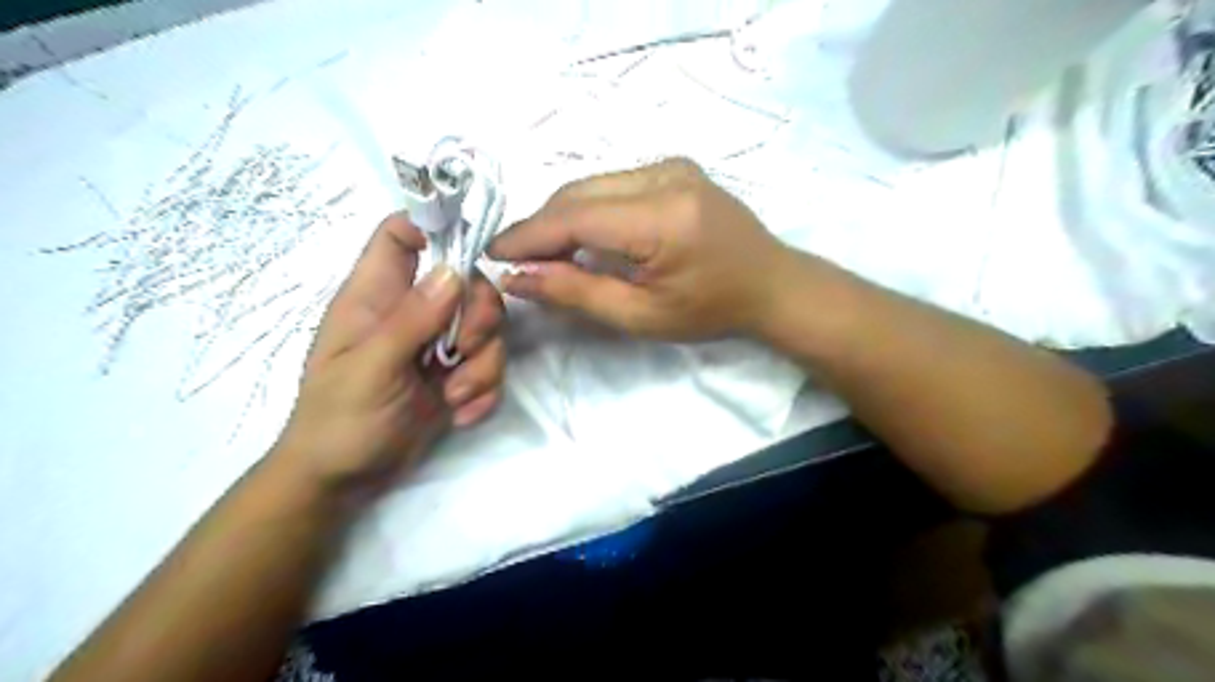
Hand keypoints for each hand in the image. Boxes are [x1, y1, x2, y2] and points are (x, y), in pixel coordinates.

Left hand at [276, 214, 503, 499]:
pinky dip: (485, 390)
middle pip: (467, 282)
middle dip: (479, 317)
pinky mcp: (458, 374)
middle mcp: (413, 312)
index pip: (400, 234)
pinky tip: (461, 414)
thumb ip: (410, 319)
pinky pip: (491, 366)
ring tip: (454, 397)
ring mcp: (438, 344)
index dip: (434, 226)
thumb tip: (454, 270)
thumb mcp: (370, 369)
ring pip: (488, 328)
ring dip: (483, 365)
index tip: (468, 252)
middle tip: (462, 350)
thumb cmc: (339, 420)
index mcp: (376, 296)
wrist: (345, 480)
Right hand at [487, 158, 794, 341]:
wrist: (771, 284)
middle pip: (577, 193)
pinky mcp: (673, 167)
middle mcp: (664, 176)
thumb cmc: (711, 311)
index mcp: (662, 218)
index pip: (574, 218)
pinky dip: (587, 209)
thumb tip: (517, 279)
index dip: (527, 236)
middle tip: (517, 262)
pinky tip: (582, 238)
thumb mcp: (642, 316)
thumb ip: (577, 293)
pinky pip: (611, 184)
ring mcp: (671, 166)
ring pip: (591, 185)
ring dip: (561, 217)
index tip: (492, 255)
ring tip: (547, 255)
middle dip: (540, 227)